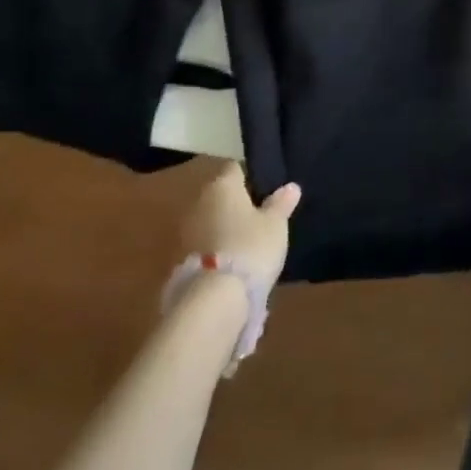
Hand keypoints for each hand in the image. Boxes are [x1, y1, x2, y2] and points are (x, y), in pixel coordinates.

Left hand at [180, 162, 300, 294]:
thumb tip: (291, 186)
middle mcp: (200, 202)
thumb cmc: (249, 247)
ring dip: (224, 230)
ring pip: (210, 222)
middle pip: (220, 196)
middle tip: (259, 218)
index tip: (266, 190)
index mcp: (222, 185)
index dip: (251, 177)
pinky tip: (232, 265)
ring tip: (247, 244)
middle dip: (236, 205)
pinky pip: (203, 248)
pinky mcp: (179, 262)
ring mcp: (185, 233)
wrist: (212, 300)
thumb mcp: (275, 225)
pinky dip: (215, 252)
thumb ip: (281, 204)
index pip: (236, 169)